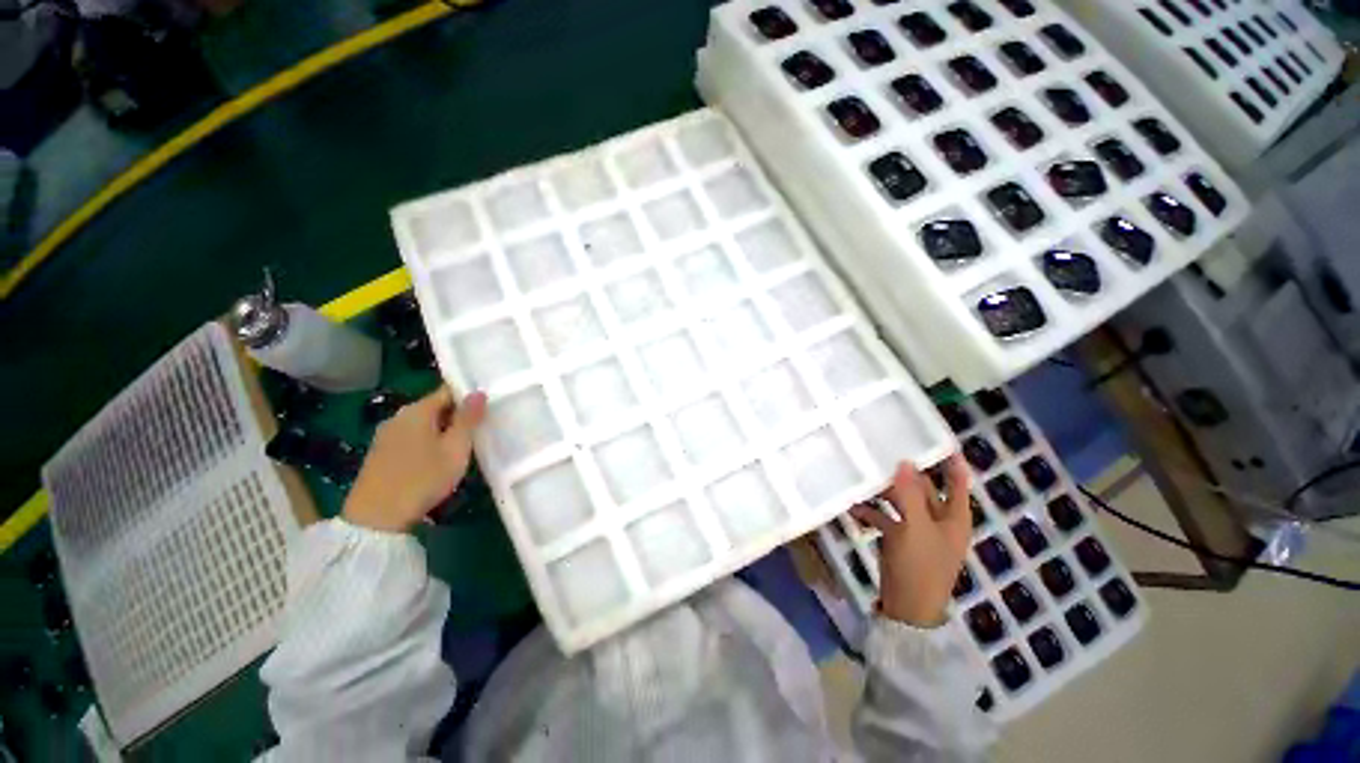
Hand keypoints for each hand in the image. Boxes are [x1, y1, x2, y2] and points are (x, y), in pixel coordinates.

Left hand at [342, 387, 487, 533]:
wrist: (376, 519)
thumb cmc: (423, 479)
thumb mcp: (455, 449)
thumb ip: (468, 419)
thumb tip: (478, 392)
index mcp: (417, 411)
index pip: (447, 391)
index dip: (468, 397)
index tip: (486, 407)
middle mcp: (399, 417)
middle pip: (434, 407)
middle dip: (456, 415)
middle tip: (478, 430)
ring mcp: (386, 435)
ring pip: (423, 424)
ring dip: (442, 430)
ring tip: (461, 446)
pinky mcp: (380, 453)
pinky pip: (411, 437)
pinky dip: (427, 442)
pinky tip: (436, 460)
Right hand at [850, 455, 971, 627]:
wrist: (907, 609)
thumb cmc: (920, 565)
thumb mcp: (914, 527)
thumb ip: (909, 494)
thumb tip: (904, 462)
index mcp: (954, 517)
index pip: (957, 480)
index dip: (949, 459)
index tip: (933, 437)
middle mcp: (939, 520)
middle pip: (924, 488)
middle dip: (904, 474)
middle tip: (882, 453)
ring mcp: (919, 530)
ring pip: (903, 502)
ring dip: (884, 493)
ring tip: (863, 478)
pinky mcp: (901, 540)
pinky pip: (887, 518)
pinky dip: (873, 512)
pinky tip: (854, 507)